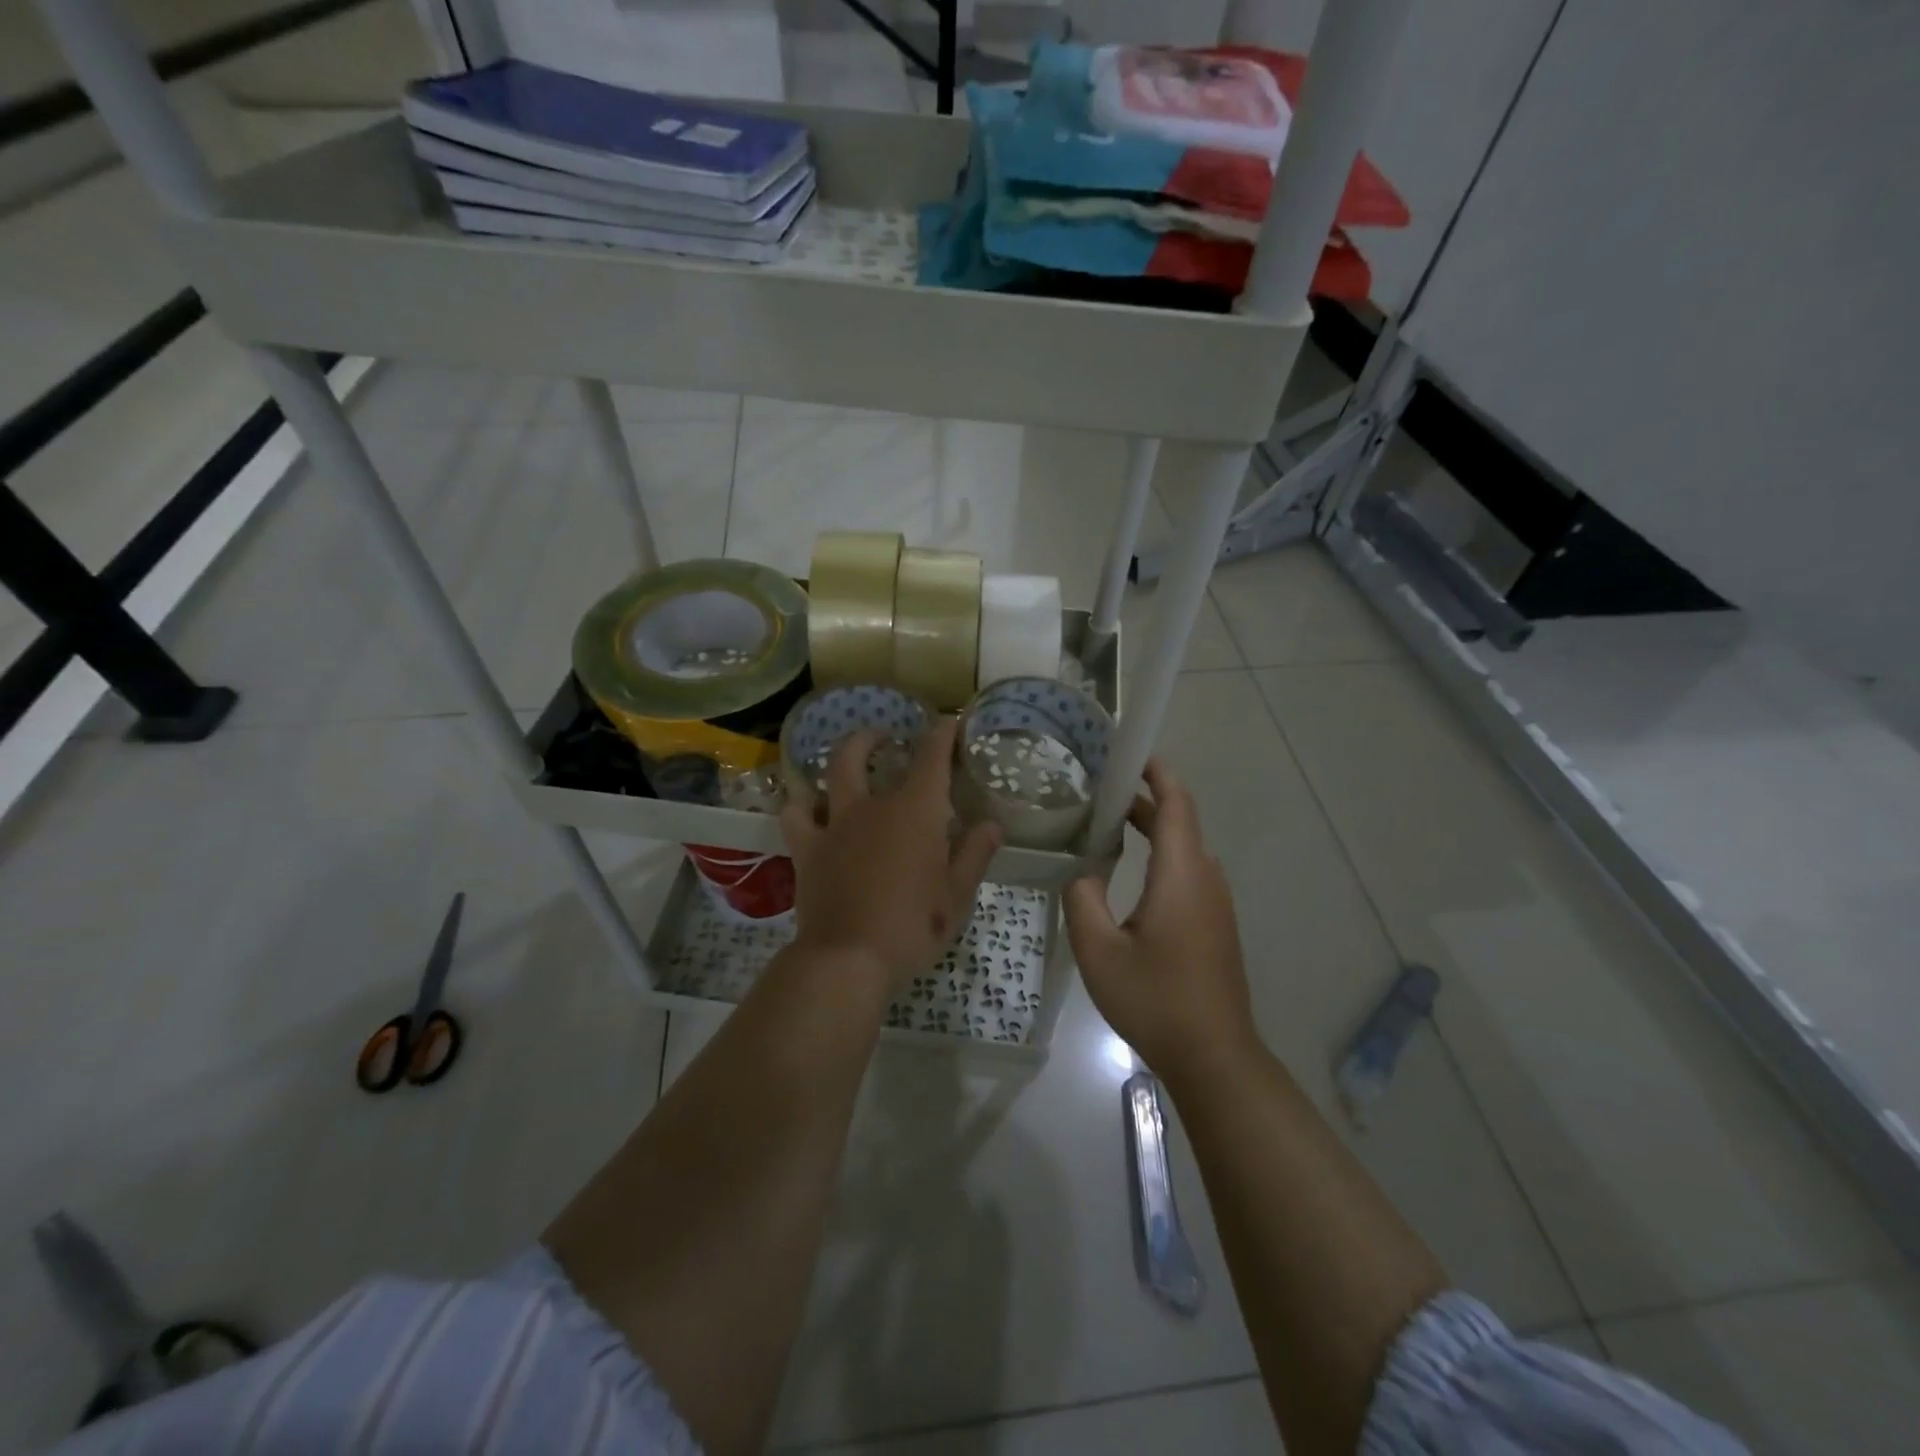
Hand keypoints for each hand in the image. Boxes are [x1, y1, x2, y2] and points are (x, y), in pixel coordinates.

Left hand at [780, 718, 1000, 986]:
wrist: (849, 959)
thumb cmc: (913, 927)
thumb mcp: (957, 895)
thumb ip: (975, 853)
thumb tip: (993, 823)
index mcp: (915, 811)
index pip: (931, 756)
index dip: (941, 733)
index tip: (949, 722)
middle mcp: (872, 806)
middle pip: (863, 751)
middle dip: (874, 736)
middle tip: (886, 737)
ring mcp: (834, 824)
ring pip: (828, 774)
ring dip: (838, 760)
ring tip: (847, 763)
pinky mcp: (807, 849)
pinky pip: (795, 814)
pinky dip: (801, 803)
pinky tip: (808, 805)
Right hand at [1064, 759, 1259, 1084]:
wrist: (1214, 1056)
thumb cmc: (1155, 1000)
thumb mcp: (1098, 951)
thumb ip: (1082, 899)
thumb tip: (1084, 873)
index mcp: (1182, 875)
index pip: (1176, 805)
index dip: (1158, 774)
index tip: (1130, 754)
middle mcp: (1206, 879)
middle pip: (1180, 822)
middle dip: (1143, 800)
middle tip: (1100, 792)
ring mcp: (1216, 903)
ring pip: (1185, 849)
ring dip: (1152, 829)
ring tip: (1108, 826)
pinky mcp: (1215, 924)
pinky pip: (1189, 873)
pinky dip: (1161, 856)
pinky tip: (1131, 875)